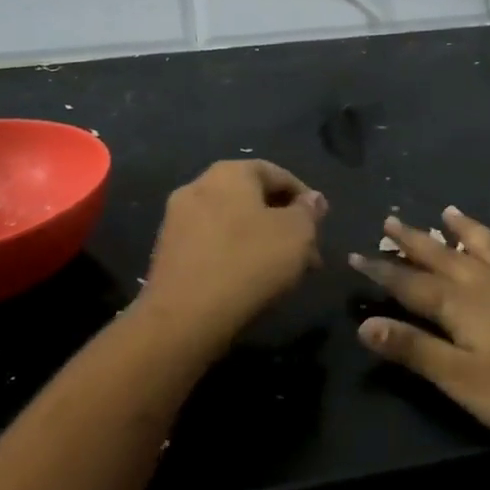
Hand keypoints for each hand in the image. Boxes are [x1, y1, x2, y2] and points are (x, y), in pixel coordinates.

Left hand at [141, 160, 327, 342]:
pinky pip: (213, 244)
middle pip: (253, 199)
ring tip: (284, 272)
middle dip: (284, 224)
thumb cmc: (249, 262)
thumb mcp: (296, 234)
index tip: (321, 225)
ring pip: (233, 224)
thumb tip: (312, 199)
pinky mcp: (167, 252)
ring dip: (262, 242)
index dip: (305, 198)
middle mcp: (198, 186)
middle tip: (307, 253)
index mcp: (229, 172)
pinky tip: (251, 281)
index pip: (277, 174)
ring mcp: (177, 220)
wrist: (185, 316)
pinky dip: (236, 255)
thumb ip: (308, 212)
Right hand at [348, 208, 489, 448]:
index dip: (382, 271)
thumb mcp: (462, 380)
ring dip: (469, 230)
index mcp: (464, 306)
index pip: (412, 284)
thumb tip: (365, 324)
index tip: (356, 255)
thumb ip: (414, 350)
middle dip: (416, 241)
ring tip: (449, 210)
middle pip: (446, 257)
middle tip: (392, 219)